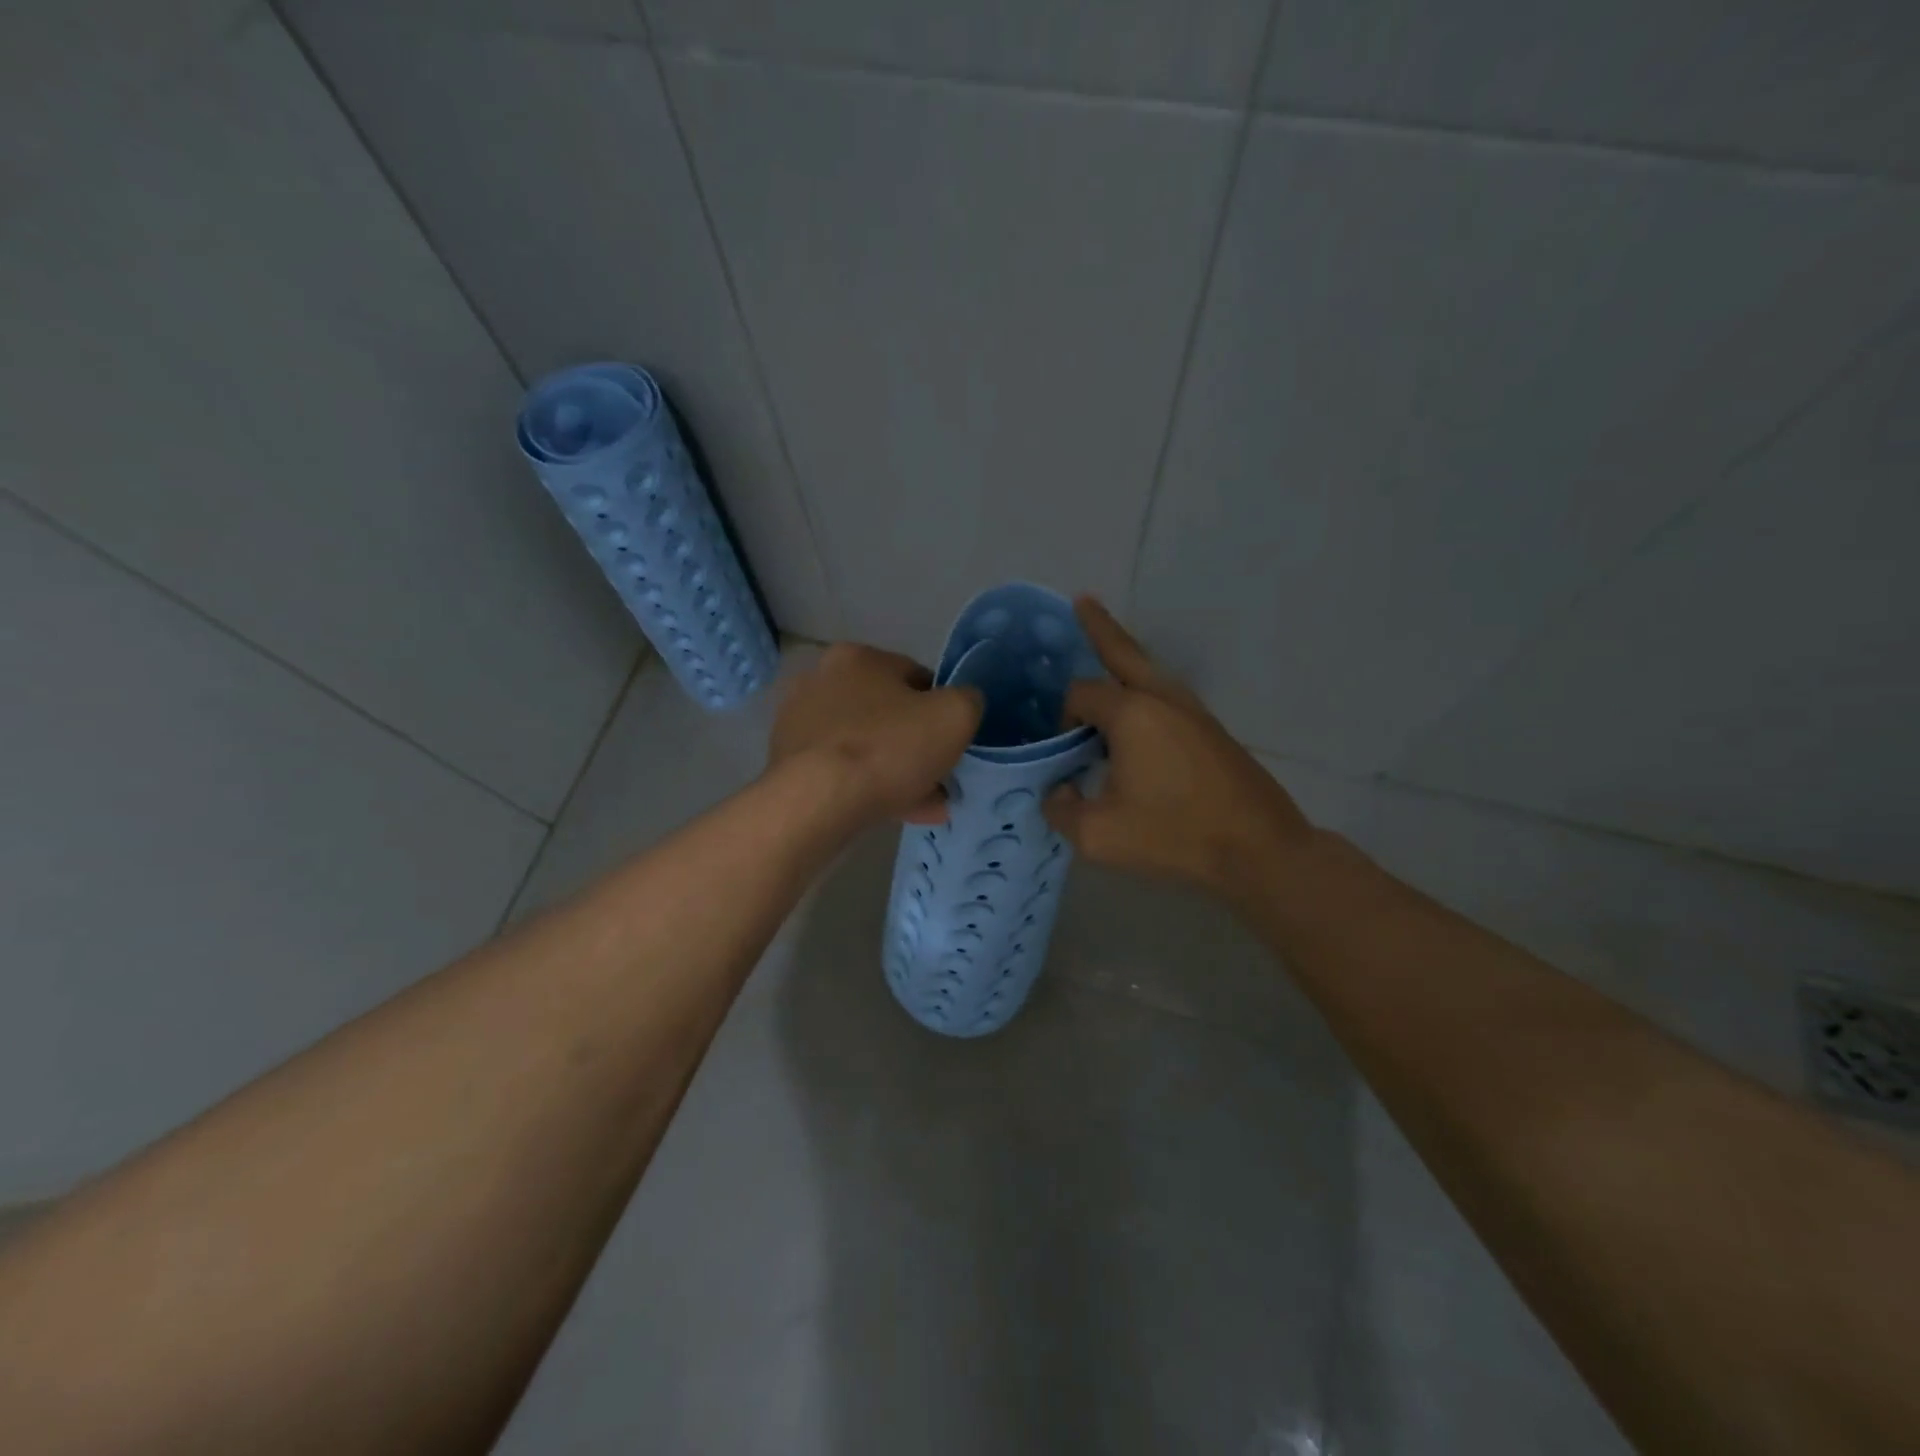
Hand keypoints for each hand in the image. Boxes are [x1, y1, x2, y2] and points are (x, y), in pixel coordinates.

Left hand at [768, 643, 982, 826]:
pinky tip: (898, 813)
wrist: (817, 802)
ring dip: (897, 772)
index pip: (915, 676)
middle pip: (887, 714)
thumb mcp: (954, 716)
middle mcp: (820, 681)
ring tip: (927, 805)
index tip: (953, 741)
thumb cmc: (888, 748)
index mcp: (857, 658)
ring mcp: (799, 724)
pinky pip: (843, 772)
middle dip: (917, 745)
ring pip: (866, 747)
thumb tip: (962, 705)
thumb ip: (967, 701)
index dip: (941, 708)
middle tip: (940, 776)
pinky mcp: (788, 763)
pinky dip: (870, 788)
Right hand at [1042, 598, 1316, 904]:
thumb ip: (1061, 810)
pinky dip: (1143, 686)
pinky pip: (1166, 693)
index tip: (1064, 755)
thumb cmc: (1175, 836)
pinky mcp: (1210, 730)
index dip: (1062, 718)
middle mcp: (1163, 698)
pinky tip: (1136, 713)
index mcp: (1132, 714)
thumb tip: (1058, 791)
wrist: (1260, 849)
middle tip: (1082, 601)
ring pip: (1149, 670)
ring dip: (1124, 657)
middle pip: (1123, 651)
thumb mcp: (1098, 835)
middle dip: (1099, 626)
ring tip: (1104, 646)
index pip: (1080, 694)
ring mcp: (1193, 711)